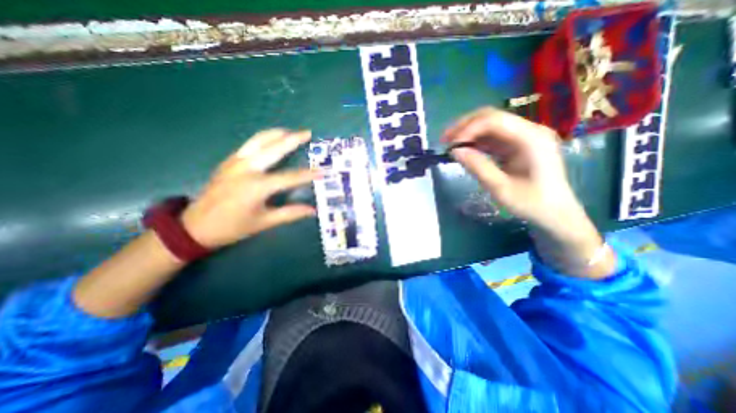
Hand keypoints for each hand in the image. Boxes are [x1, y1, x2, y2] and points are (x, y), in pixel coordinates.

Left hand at [182, 130, 318, 249]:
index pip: (290, 177)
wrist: (195, 226)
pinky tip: (272, 140)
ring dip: (277, 133)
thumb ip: (290, 214)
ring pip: (259, 140)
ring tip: (291, 131)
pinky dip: (264, 139)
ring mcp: (236, 162)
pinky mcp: (229, 161)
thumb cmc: (232, 227)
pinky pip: (250, 144)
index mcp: (257, 187)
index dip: (309, 174)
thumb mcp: (264, 222)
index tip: (324, 171)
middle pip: (274, 148)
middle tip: (307, 133)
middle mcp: (247, 169)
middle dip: (293, 139)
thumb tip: (312, 211)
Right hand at [442, 107, 615, 278]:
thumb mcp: (500, 188)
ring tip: (450, 144)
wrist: (555, 213)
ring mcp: (524, 137)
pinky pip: (493, 137)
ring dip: (468, 132)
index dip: (468, 129)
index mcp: (531, 138)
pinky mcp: (518, 145)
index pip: (494, 121)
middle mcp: (529, 131)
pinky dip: (476, 141)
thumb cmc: (531, 203)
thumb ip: (477, 167)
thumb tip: (454, 151)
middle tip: (445, 139)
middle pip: (492, 117)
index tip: (450, 145)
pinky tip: (464, 149)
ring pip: (490, 125)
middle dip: (465, 126)